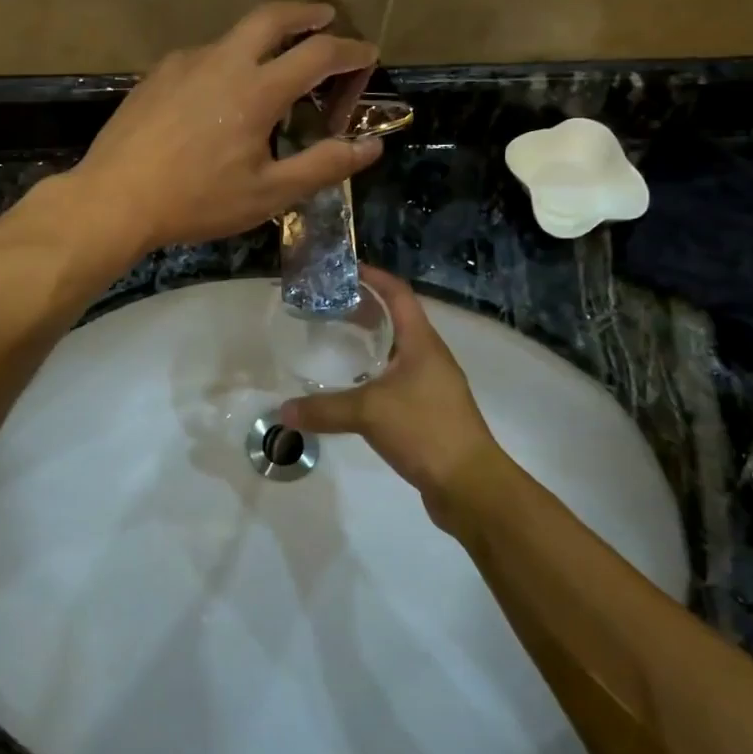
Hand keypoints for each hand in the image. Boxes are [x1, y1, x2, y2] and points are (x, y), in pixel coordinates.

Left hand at [65, 1, 380, 255]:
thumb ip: (323, 166)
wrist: (113, 198)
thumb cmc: (196, 201)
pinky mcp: (158, 74)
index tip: (368, 54)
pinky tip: (222, 94)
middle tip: (326, 18)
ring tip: (275, 65)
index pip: (319, 53)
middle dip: (307, 13)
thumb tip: (372, 145)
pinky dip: (229, 60)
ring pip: (235, 35)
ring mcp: (185, 62)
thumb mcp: (268, 194)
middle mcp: (223, 61)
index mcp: (257, 90)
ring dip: (265, 37)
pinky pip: (204, 55)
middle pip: (273, 16)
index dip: (351, 51)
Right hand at [283, 268, 505, 531]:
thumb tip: (283, 412)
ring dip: (369, 341)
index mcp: (422, 342)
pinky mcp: (428, 410)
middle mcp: (429, 356)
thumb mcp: (369, 413)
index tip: (344, 269)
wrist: (469, 485)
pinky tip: (351, 387)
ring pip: (396, 350)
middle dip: (364, 308)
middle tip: (327, 306)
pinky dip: (373, 373)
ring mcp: (432, 384)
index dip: (374, 276)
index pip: (398, 294)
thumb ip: (324, 409)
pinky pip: (396, 379)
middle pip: (396, 319)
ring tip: (333, 340)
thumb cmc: (425, 430)